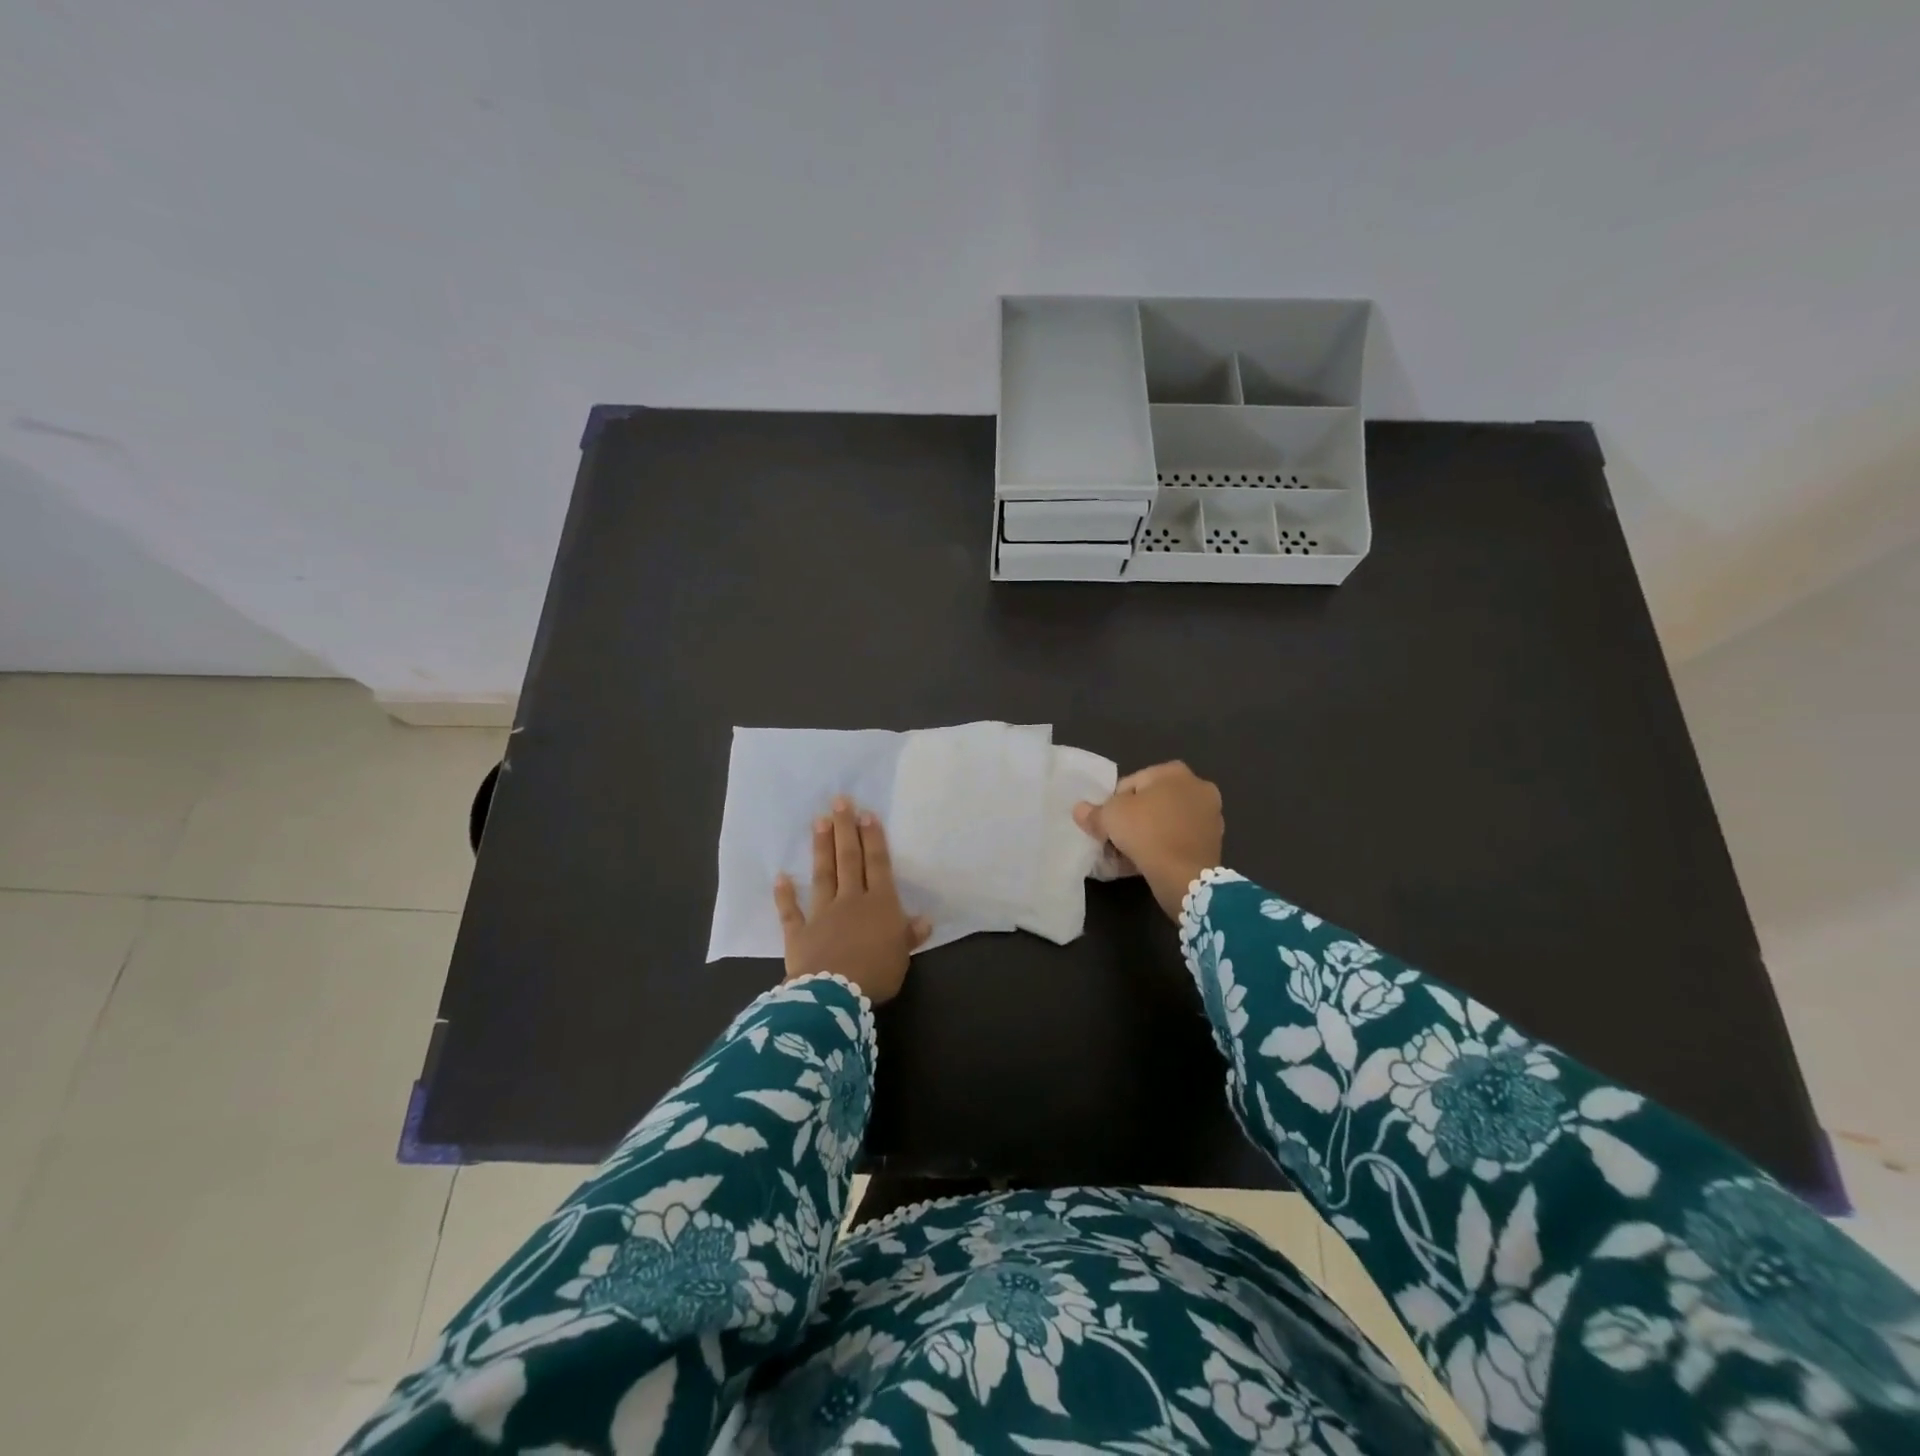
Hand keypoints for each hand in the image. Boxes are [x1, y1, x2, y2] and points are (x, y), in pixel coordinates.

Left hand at [774, 797, 931, 1003]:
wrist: (835, 995)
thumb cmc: (876, 973)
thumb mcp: (902, 956)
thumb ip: (909, 935)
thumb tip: (925, 920)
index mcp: (880, 905)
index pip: (877, 865)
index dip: (873, 839)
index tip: (866, 814)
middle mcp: (851, 901)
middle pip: (848, 860)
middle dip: (845, 829)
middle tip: (839, 801)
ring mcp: (822, 914)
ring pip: (823, 875)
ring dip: (821, 848)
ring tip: (818, 822)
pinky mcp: (799, 934)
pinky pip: (791, 912)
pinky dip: (785, 895)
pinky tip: (781, 877)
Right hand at [1073, 761, 1223, 921]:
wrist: (1185, 876)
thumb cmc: (1147, 833)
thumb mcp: (1109, 818)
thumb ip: (1093, 812)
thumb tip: (1080, 810)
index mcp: (1174, 771)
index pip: (1131, 783)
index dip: (1113, 804)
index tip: (1105, 824)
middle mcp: (1197, 786)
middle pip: (1151, 802)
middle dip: (1133, 819)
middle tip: (1115, 840)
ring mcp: (1210, 815)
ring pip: (1166, 822)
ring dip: (1148, 834)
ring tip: (1129, 855)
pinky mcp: (1214, 842)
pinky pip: (1179, 840)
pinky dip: (1164, 847)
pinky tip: (1147, 863)